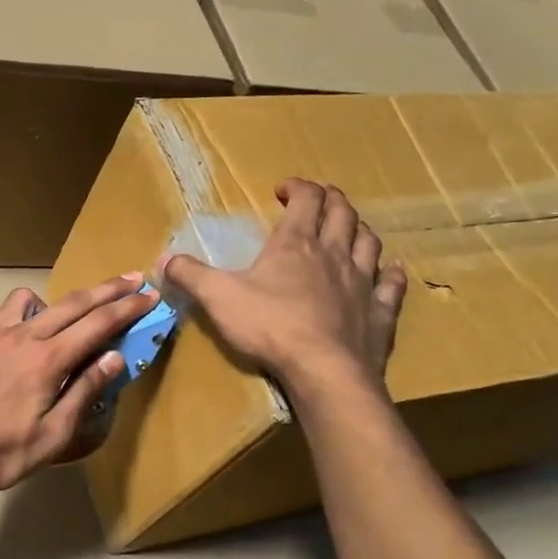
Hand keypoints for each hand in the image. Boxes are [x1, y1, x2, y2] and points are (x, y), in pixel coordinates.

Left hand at [0, 276, 156, 495]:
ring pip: (29, 299)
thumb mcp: (52, 436)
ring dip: (54, 303)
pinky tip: (15, 339)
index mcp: (47, 360)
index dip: (128, 308)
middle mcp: (22, 336)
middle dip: (108, 289)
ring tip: (60, 324)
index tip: (150, 294)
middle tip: (133, 278)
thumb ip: (84, 392)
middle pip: (73, 302)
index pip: (98, 324)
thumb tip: (115, 357)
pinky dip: (16, 318)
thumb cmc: (1, 453)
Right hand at [161, 180, 405, 398]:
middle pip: (342, 214)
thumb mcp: (218, 297)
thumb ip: (191, 275)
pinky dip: (392, 274)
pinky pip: (392, 286)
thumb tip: (164, 259)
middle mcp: (334, 254)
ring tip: (350, 229)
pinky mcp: (380, 312)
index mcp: (296, 244)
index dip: (297, 188)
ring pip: (369, 243)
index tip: (282, 189)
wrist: (324, 370)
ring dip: (359, 230)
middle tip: (319, 199)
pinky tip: (393, 271)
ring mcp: (362, 282)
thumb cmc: (269, 326)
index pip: (305, 200)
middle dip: (331, 200)